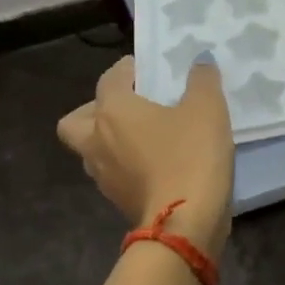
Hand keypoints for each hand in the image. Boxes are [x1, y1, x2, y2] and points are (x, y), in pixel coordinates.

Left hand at [57, 56, 234, 253]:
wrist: (185, 223)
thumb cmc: (191, 155)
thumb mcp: (207, 109)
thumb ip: (202, 80)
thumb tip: (199, 60)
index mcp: (113, 111)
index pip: (110, 79)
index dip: (128, 69)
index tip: (147, 68)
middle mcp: (97, 140)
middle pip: (76, 120)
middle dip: (96, 110)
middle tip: (129, 108)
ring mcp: (103, 175)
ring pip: (91, 150)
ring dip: (109, 141)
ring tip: (144, 138)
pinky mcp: (117, 201)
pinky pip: (113, 174)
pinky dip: (126, 166)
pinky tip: (154, 164)